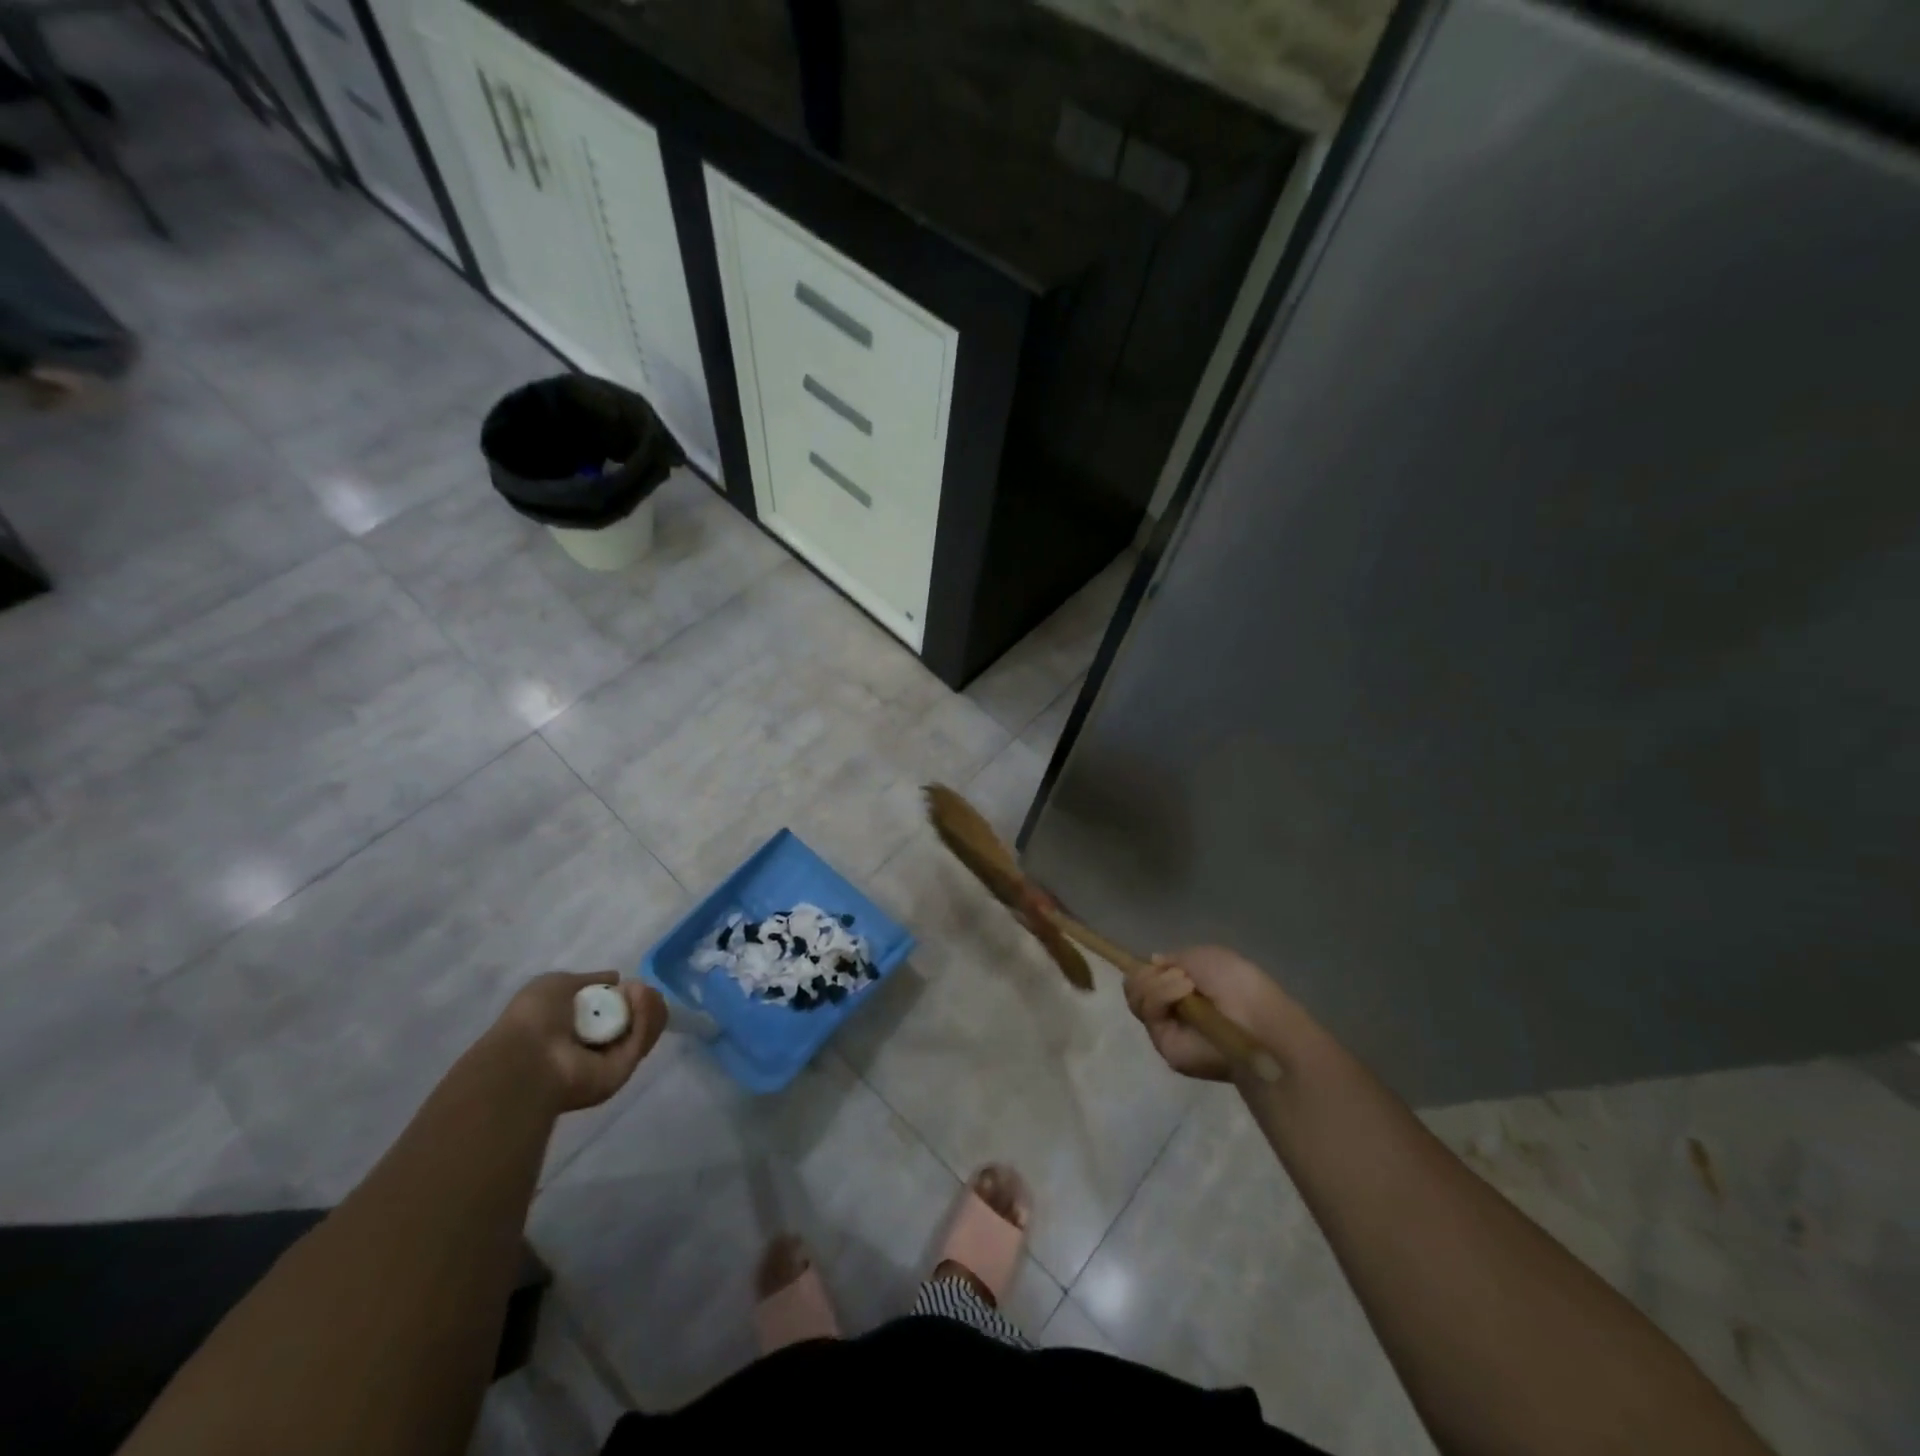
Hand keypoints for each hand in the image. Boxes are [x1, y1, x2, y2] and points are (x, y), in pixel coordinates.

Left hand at [490, 971, 666, 1112]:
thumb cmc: (533, 1019)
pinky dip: (646, 1016)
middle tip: (639, 987)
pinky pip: (641, 1040)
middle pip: (635, 1019)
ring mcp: (611, 1060)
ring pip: (644, 1028)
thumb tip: (616, 979)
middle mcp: (595, 1046)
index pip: (613, 1010)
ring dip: (647, 1005)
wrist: (527, 1058)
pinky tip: (642, 998)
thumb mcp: (556, 984)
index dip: (625, 994)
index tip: (628, 983)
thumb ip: (589, 980)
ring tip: (639, 990)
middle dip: (642, 999)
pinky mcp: (624, 1071)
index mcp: (576, 1029)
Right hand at [1124, 945, 1293, 1081]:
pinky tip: (1183, 993)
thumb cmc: (1239, 983)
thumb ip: (1175, 958)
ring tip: (1185, 984)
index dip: (1147, 969)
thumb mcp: (1205, 956)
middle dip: (1150, 974)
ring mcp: (1166, 1027)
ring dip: (1158, 983)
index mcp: (1183, 989)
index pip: (1148, 978)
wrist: (1256, 1020)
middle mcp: (1172, 1008)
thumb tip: (1153, 962)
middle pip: (1135, 987)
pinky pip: (1147, 1013)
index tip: (1159, 963)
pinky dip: (1160, 995)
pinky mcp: (1164, 1045)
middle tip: (1177, 975)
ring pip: (1136, 998)